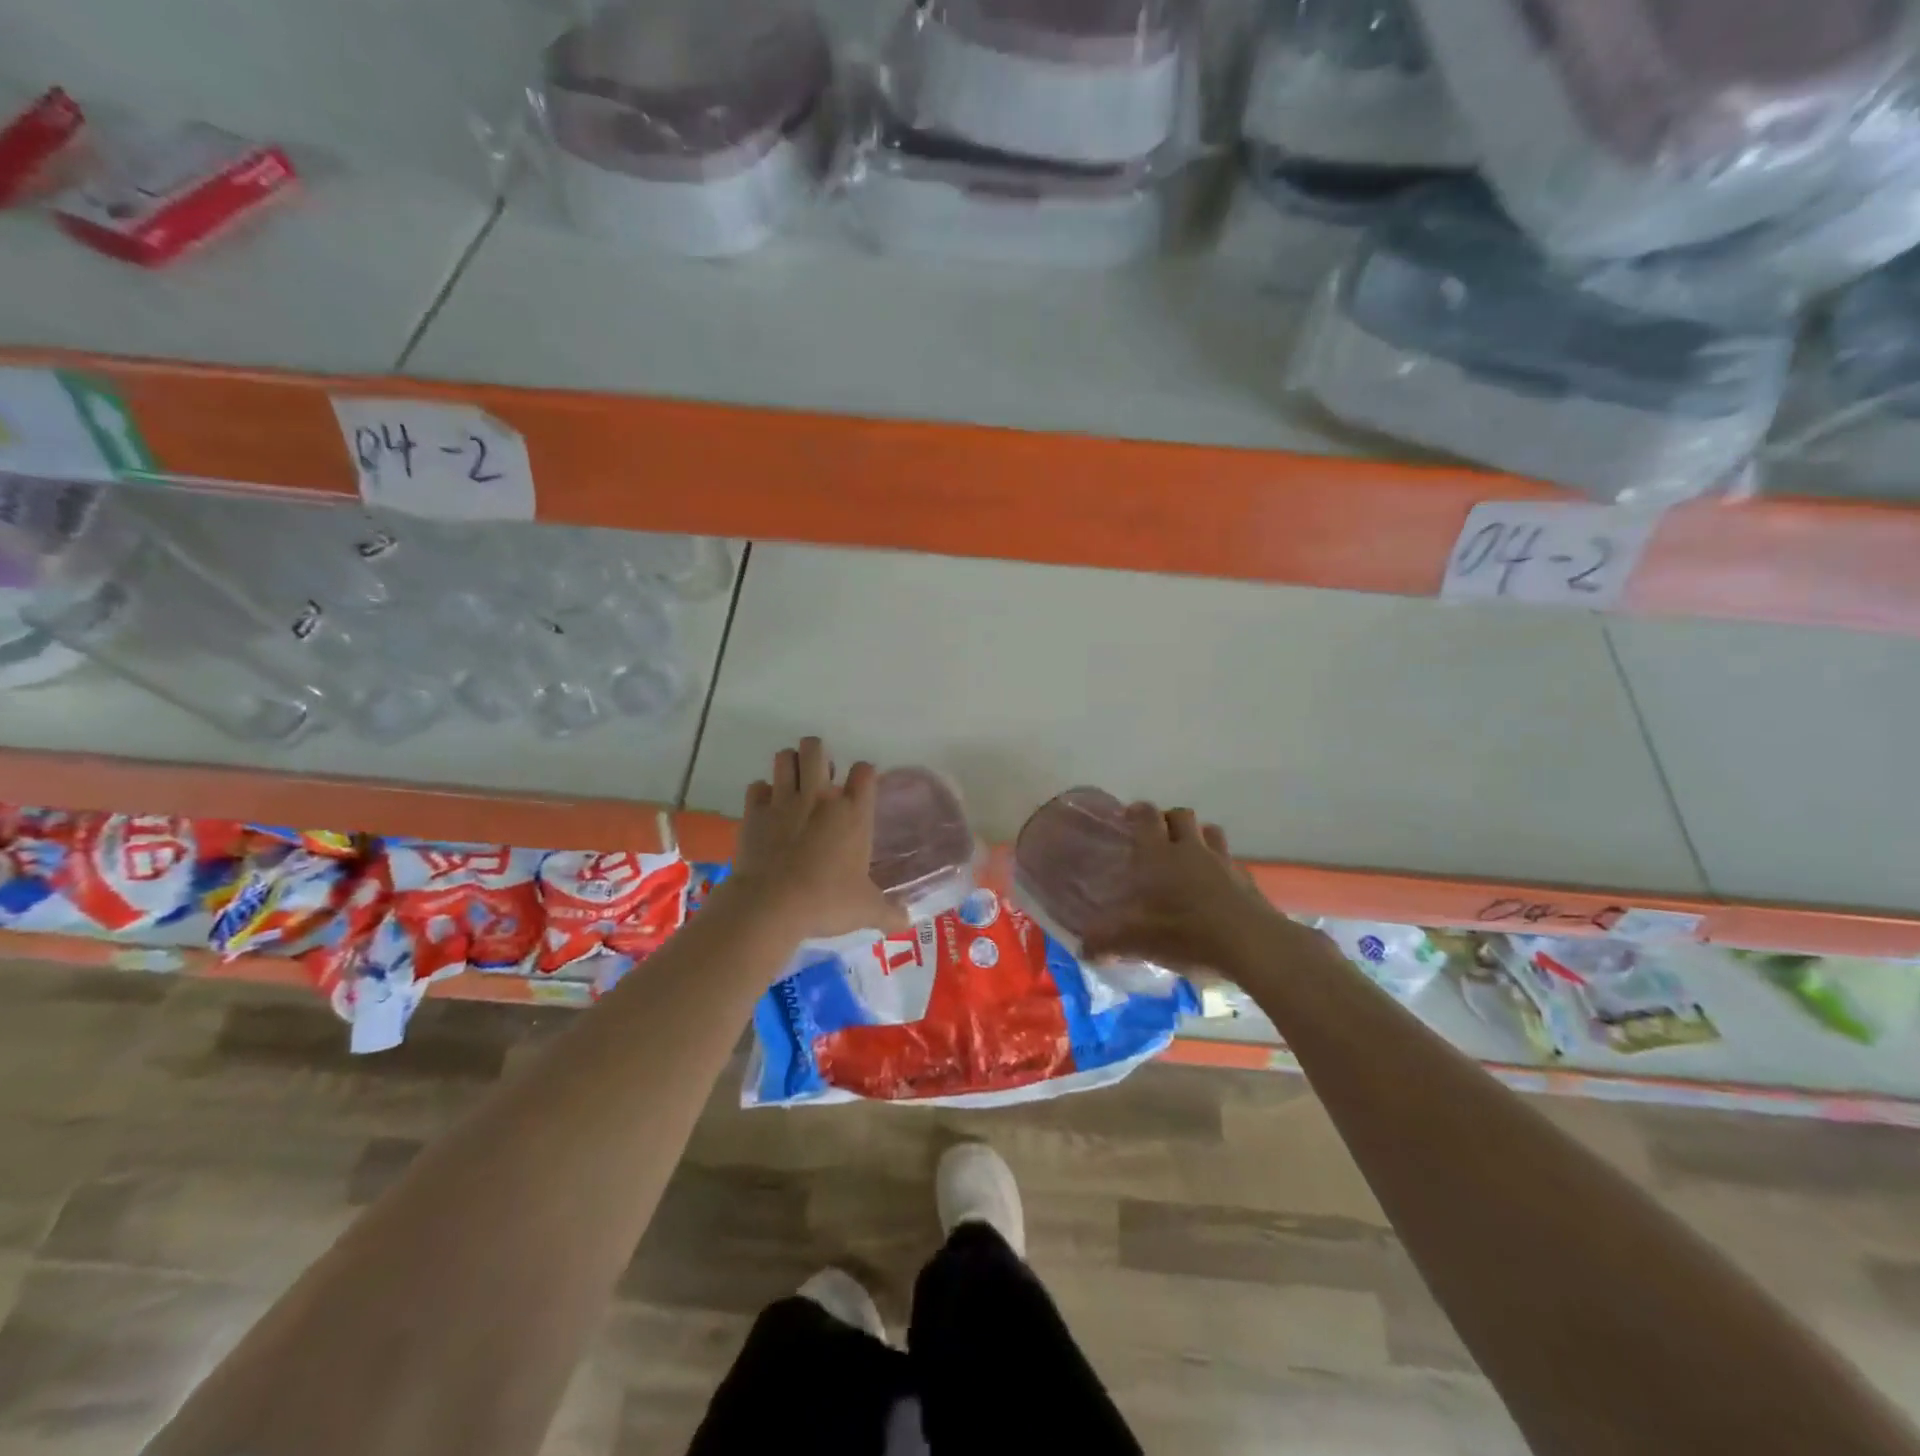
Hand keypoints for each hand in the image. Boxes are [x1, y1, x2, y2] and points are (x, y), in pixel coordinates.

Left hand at [724, 737, 910, 943]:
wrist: (772, 906)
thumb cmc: (826, 902)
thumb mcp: (866, 910)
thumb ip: (889, 912)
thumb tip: (907, 921)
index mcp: (853, 813)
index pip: (864, 771)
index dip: (864, 774)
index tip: (861, 786)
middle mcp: (819, 797)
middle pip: (816, 749)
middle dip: (818, 754)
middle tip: (820, 777)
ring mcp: (784, 801)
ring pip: (784, 758)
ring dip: (789, 765)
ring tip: (793, 782)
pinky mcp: (755, 812)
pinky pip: (757, 787)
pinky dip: (762, 793)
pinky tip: (767, 808)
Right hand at [1080, 804, 1301, 977]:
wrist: (1251, 944)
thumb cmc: (1187, 933)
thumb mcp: (1138, 942)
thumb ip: (1108, 942)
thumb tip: (1084, 949)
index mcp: (1160, 855)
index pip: (1147, 817)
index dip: (1138, 812)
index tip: (1129, 816)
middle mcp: (1191, 850)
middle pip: (1181, 815)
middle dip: (1168, 819)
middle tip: (1158, 836)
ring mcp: (1223, 862)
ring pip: (1210, 832)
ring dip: (1198, 836)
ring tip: (1189, 855)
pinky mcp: (1246, 880)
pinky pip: (1231, 861)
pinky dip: (1221, 866)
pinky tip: (1217, 886)